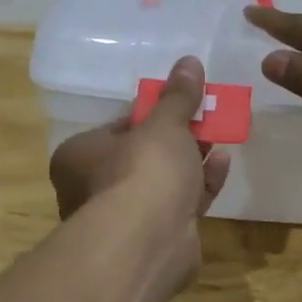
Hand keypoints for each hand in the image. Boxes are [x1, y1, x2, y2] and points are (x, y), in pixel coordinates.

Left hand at [49, 57, 232, 284]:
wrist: (148, 241)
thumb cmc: (142, 170)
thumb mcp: (164, 124)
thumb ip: (178, 96)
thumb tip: (189, 61)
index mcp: (79, 156)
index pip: (118, 127)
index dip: (152, 114)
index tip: (180, 104)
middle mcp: (92, 188)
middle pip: (142, 156)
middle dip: (176, 139)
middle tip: (206, 119)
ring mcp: (123, 219)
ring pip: (161, 183)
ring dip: (191, 161)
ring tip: (220, 137)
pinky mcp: (153, 240)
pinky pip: (178, 206)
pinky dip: (200, 186)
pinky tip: (222, 165)